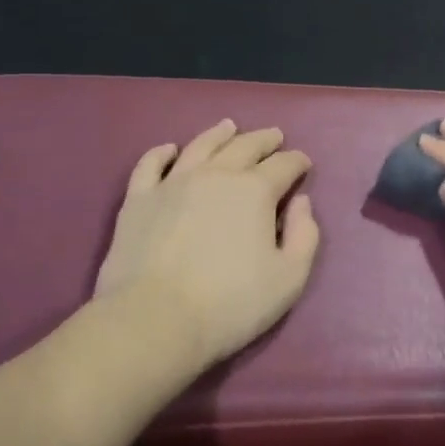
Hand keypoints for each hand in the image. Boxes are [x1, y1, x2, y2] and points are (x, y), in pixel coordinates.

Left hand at [93, 119, 321, 367]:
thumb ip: (305, 236)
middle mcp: (215, 175)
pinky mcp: (139, 198)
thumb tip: (301, 202)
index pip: (283, 166)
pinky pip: (150, 164)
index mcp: (254, 191)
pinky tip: (170, 149)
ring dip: (219, 134)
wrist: (155, 319)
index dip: (297, 161)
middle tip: (275, 136)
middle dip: (265, 140)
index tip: (303, 162)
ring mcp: (173, 182)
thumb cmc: (230, 304)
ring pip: (201, 146)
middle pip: (245, 146)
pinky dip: (163, 152)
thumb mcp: (289, 279)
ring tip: (229, 127)